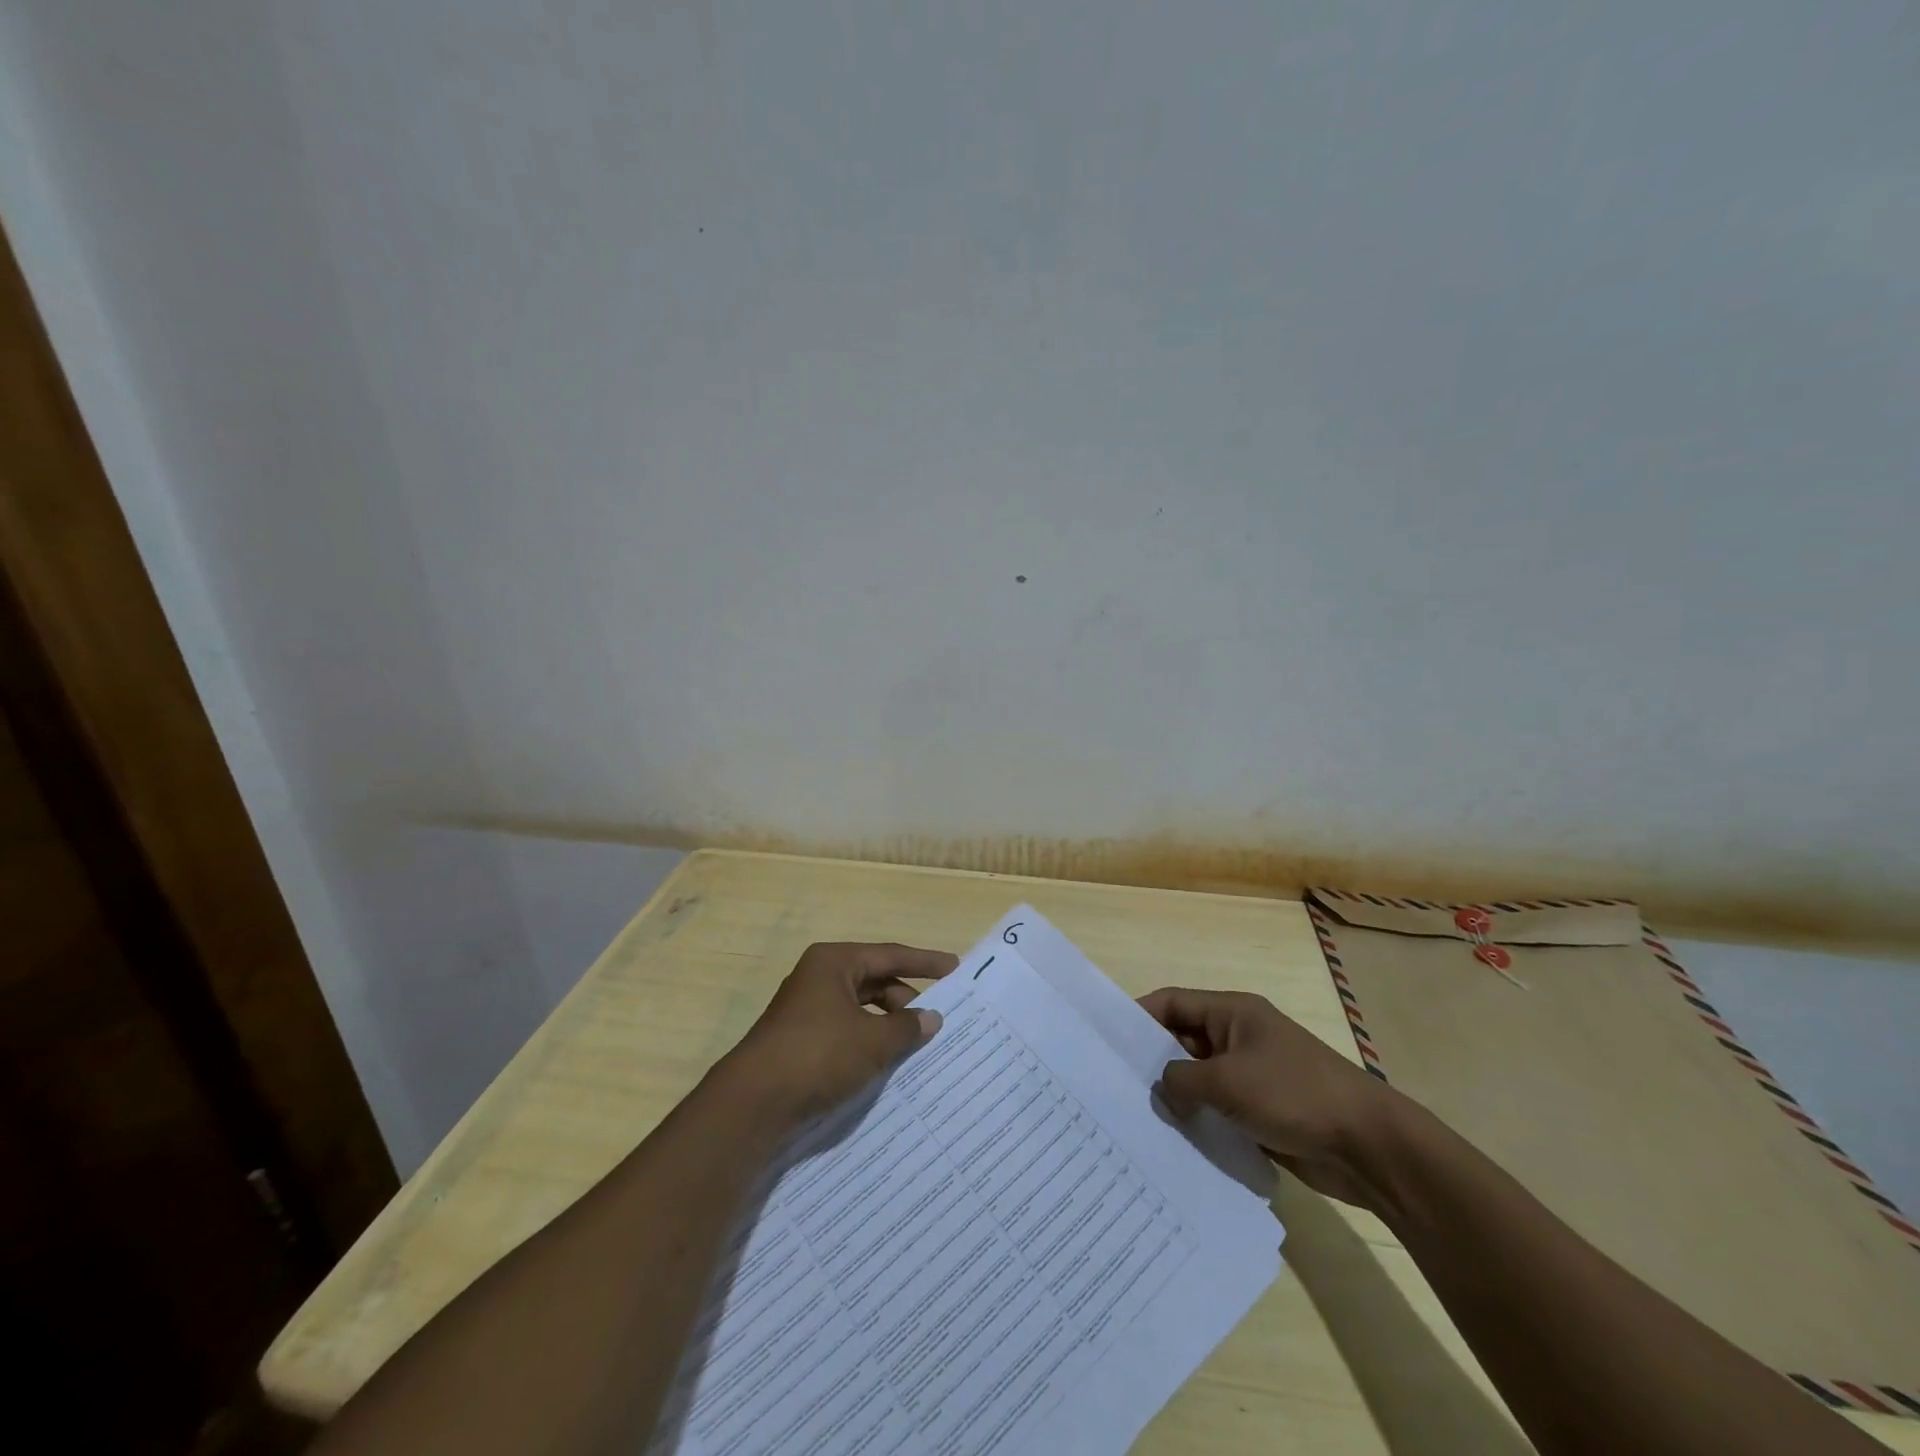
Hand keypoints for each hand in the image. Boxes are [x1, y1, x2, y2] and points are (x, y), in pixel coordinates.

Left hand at [723, 942, 957, 1118]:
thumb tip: (931, 1018)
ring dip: (887, 1023)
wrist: (754, 1102)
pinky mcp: (799, 1039)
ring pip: (859, 1007)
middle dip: (906, 998)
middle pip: (874, 980)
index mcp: (834, 962)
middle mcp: (818, 977)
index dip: (925, 962)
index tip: (955, 967)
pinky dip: (868, 1040)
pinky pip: (845, 1029)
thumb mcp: (872, 1040)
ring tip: (914, 1045)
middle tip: (936, 1019)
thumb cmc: (819, 1055)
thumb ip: (907, 1027)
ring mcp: (806, 1008)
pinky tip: (884, 1062)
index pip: (889, 955)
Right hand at [1139, 987, 1404, 1210]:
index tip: (1107, 1041)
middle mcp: (1238, 1037)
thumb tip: (1161, 1091)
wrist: (1368, 1146)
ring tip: (1137, 1116)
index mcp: (1232, 1012)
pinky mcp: (1262, 1110)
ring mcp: (1252, 1075)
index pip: (1173, 1002)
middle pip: (1183, 1040)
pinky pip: (1218, 1108)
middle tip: (1115, 1085)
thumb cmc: (1294, 1094)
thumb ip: (1181, 1081)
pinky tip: (1174, 1141)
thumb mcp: (1227, 1081)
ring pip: (1200, 1078)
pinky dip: (1199, 1119)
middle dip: (1153, 1061)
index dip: (1139, 1016)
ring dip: (1176, 1095)